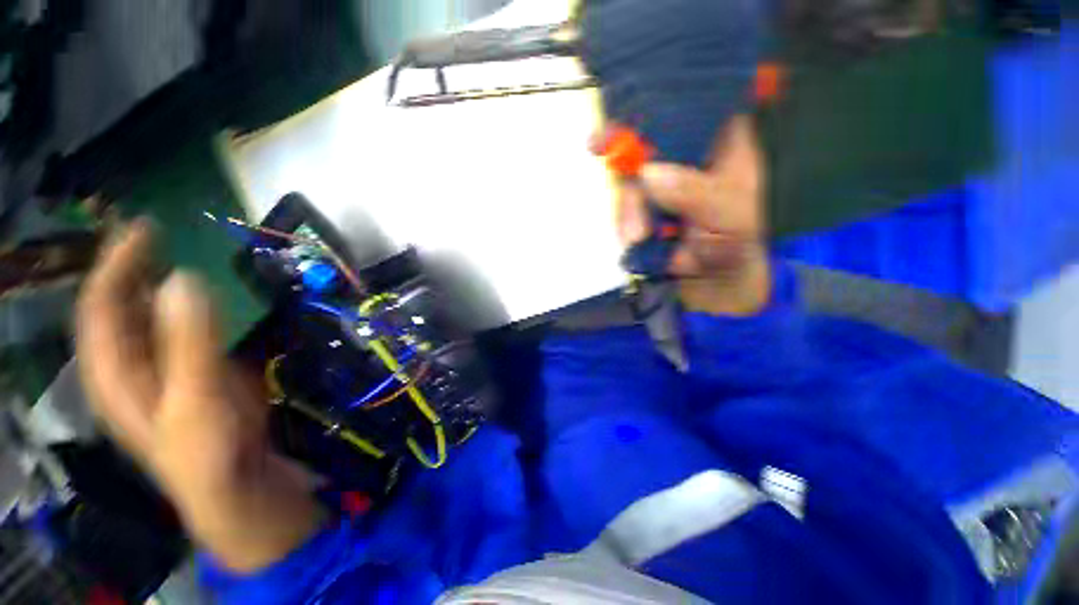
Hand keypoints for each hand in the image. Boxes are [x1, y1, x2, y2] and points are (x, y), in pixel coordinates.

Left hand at [77, 221, 323, 572]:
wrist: (237, 480)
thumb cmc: (203, 449)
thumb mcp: (195, 397)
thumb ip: (190, 341)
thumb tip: (186, 280)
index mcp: (115, 371)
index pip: (102, 305)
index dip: (116, 264)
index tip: (143, 228)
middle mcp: (133, 361)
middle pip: (123, 305)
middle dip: (133, 266)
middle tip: (160, 231)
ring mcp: (167, 364)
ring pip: (156, 315)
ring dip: (165, 283)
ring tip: (184, 252)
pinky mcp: (198, 369)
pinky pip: (190, 328)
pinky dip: (197, 306)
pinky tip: (213, 294)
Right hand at [597, 115, 771, 315]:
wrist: (713, 281)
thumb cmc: (734, 243)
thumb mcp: (727, 214)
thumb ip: (693, 192)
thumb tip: (648, 173)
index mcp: (720, 142)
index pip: (686, 109)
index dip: (653, 111)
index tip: (618, 127)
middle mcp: (685, 156)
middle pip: (644, 147)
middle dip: (631, 181)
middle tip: (633, 224)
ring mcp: (659, 183)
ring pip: (629, 182)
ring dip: (629, 213)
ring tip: (639, 240)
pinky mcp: (642, 207)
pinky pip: (623, 208)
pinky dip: (624, 225)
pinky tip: (636, 242)